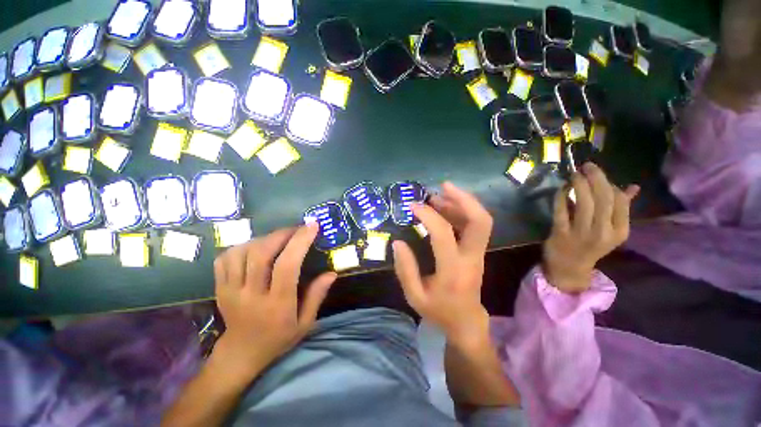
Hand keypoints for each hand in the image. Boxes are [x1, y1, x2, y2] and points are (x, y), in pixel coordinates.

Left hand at [212, 224, 336, 379]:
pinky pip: (225, 258)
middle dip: (282, 234)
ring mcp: (230, 290)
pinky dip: (242, 246)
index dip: (300, 242)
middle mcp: (251, 294)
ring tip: (279, 238)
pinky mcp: (219, 288)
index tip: (312, 226)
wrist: (241, 353)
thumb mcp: (305, 323)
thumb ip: (317, 296)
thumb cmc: (279, 338)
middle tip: (297, 228)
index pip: (287, 266)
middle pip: (261, 253)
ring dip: (264, 238)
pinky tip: (256, 247)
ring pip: (242, 252)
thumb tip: (332, 273)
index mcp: (276, 304)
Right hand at [392, 182, 492, 348]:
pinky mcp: (477, 251)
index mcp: (453, 271)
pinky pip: (475, 226)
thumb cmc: (439, 310)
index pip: (444, 235)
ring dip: (462, 202)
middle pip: (480, 222)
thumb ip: (405, 269)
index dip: (429, 216)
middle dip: (463, 199)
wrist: (467, 321)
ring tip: (440, 194)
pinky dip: (462, 211)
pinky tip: (446, 207)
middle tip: (443, 186)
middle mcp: (471, 258)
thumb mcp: (414, 296)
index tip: (413, 207)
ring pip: (480, 221)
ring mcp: (478, 253)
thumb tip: (398, 242)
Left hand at [543, 163, 638, 293]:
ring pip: (584, 203)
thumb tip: (633, 187)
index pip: (619, 202)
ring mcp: (581, 233)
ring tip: (575, 173)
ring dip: (579, 184)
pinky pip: (562, 210)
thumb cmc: (591, 246)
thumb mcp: (611, 231)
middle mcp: (603, 232)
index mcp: (620, 231)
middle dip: (595, 178)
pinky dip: (561, 196)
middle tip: (586, 165)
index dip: (608, 183)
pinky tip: (561, 188)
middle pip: (603, 199)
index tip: (597, 172)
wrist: (569, 267)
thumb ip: (621, 209)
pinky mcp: (561, 233)